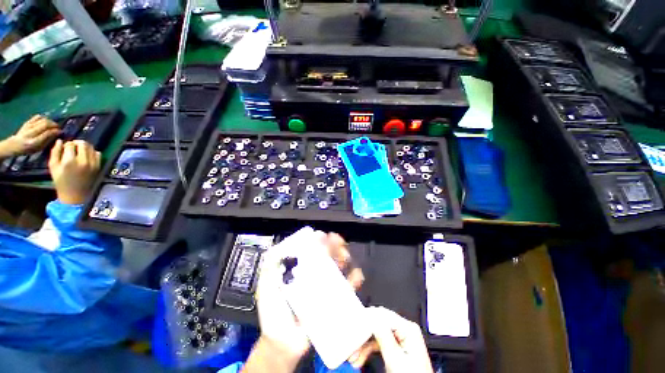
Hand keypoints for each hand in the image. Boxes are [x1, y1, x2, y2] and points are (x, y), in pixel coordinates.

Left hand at [0, 115, 59, 157]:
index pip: (48, 133)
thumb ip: (47, 141)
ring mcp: (28, 126)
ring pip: (42, 120)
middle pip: (45, 124)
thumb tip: (57, 134)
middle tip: (58, 127)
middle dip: (54, 125)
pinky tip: (45, 120)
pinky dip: (43, 117)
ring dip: (50, 121)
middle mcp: (31, 133)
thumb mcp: (39, 148)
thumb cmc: (28, 149)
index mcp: (34, 142)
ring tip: (53, 124)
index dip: (56, 131)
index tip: (61, 132)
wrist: (14, 145)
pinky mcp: (27, 122)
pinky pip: (36, 117)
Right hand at [49, 140, 100, 204]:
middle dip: (76, 143)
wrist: (75, 195)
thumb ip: (55, 152)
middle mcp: (83, 161)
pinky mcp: (99, 166)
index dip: (66, 144)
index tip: (64, 148)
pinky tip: (86, 156)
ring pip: (91, 147)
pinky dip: (92, 152)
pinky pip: (98, 154)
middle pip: (83, 144)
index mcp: (70, 161)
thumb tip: (59, 141)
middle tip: (72, 148)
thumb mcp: (53, 167)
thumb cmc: (61, 181)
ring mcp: (93, 164)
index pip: (70, 144)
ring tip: (79, 151)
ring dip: (85, 147)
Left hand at [250, 231, 363, 369]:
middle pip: (328, 255)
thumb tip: (278, 249)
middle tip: (337, 241)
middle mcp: (315, 274)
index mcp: (301, 269)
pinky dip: (354, 279)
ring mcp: (326, 286)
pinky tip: (355, 275)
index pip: (312, 249)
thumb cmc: (273, 312)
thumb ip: (269, 269)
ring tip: (344, 255)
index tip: (321, 236)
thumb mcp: (266, 287)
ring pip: (339, 266)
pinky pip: (348, 288)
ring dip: (344, 257)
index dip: (318, 240)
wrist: (283, 343)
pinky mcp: (334, 300)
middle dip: (334, 245)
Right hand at [359, 307, 433, 372]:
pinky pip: (379, 342)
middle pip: (378, 324)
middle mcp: (405, 329)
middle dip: (364, 335)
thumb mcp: (395, 357)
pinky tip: (362, 356)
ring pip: (377, 334)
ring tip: (355, 355)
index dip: (367, 318)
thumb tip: (371, 316)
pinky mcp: (397, 347)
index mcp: (408, 328)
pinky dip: (369, 349)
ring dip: (364, 344)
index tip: (355, 324)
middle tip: (353, 345)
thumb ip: (383, 335)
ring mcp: (401, 338)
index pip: (383, 314)